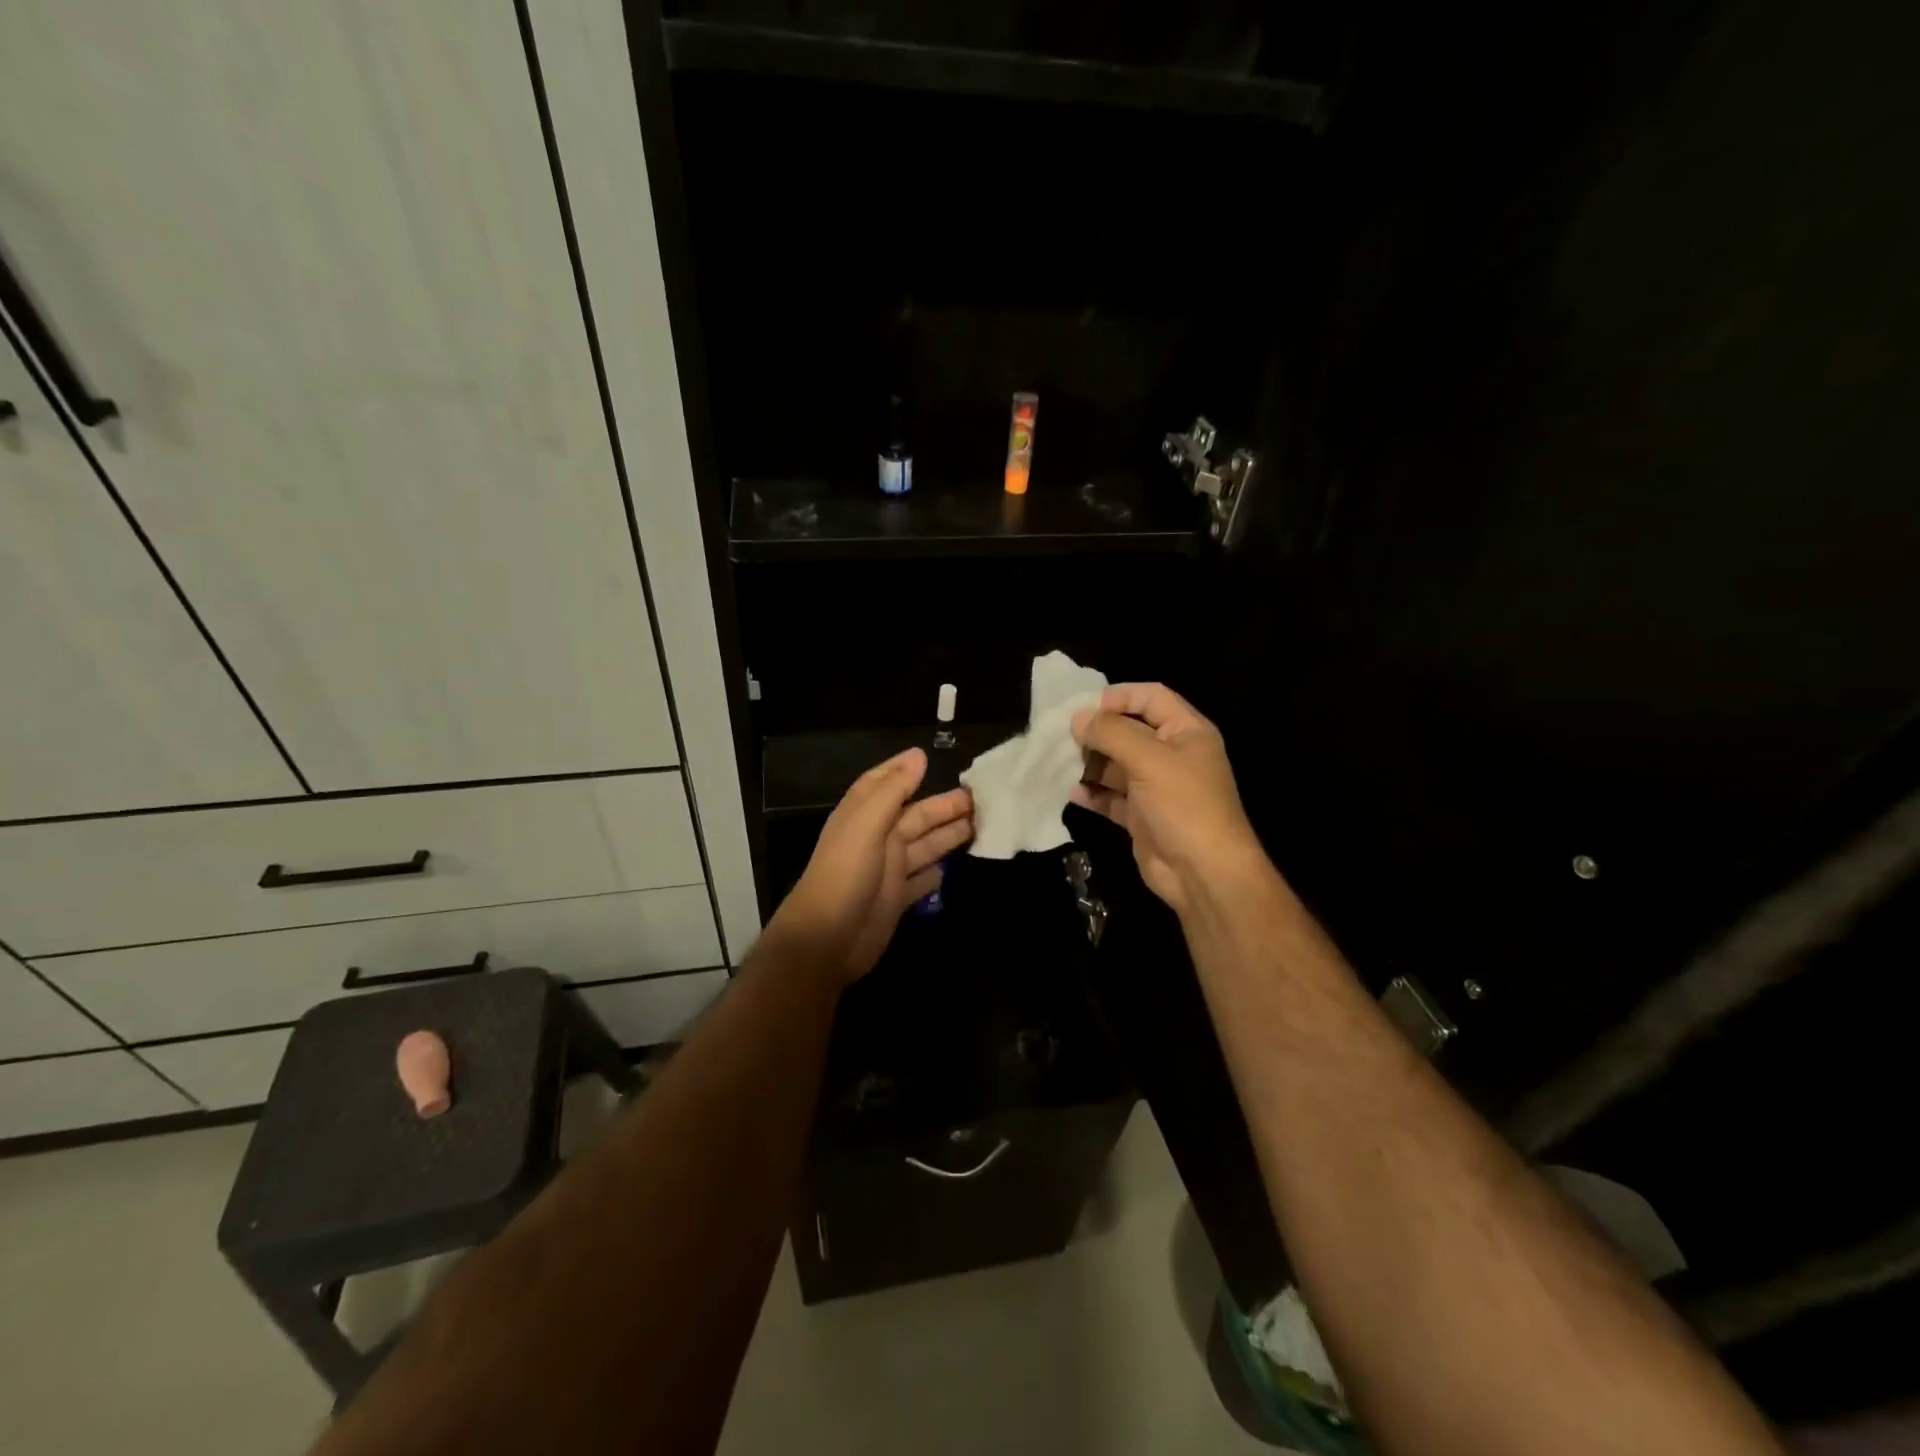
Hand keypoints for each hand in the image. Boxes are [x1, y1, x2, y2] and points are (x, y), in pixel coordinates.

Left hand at [765, 747, 972, 986]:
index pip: (884, 783)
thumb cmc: (845, 874)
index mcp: (864, 816)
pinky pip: (922, 879)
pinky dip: (937, 871)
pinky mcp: (897, 899)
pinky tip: (955, 866)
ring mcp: (888, 870)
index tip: (930, 756)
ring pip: (925, 845)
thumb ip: (893, 791)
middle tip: (982, 799)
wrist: (827, 939)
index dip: (904, 770)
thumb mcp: (867, 825)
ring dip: (949, 834)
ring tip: (982, 825)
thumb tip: (918, 755)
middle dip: (945, 806)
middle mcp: (877, 838)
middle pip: (916, 815)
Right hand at [1070, 683, 1267, 916]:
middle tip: (1064, 736)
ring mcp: (1156, 787)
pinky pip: (1112, 797)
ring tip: (1061, 763)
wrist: (1203, 872)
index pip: (1152, 697)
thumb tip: (1078, 718)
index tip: (1085, 706)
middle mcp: (1172, 755)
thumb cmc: (1183, 804)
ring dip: (1090, 763)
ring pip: (1117, 764)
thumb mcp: (1148, 759)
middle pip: (1129, 730)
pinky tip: (1073, 793)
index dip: (1120, 696)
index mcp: (1186, 732)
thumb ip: (1111, 733)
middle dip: (1098, 732)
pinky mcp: (1142, 816)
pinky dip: (1093, 793)